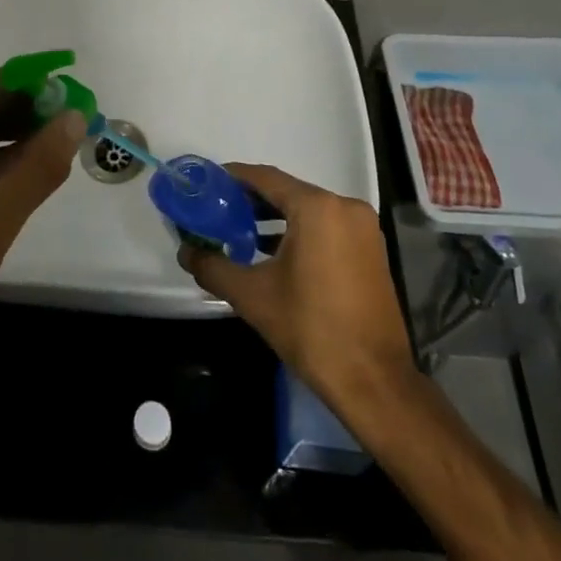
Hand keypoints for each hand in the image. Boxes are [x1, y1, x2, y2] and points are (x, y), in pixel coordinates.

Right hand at [179, 164, 420, 428]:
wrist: (375, 383)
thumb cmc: (312, 329)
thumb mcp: (253, 296)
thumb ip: (214, 267)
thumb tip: (185, 252)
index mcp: (317, 208)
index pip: (266, 178)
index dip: (233, 178)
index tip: (207, 184)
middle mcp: (344, 207)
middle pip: (288, 192)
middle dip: (251, 200)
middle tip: (217, 210)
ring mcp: (362, 229)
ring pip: (308, 210)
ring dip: (274, 218)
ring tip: (238, 231)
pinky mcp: (370, 251)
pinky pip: (326, 227)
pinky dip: (299, 232)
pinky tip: (272, 252)